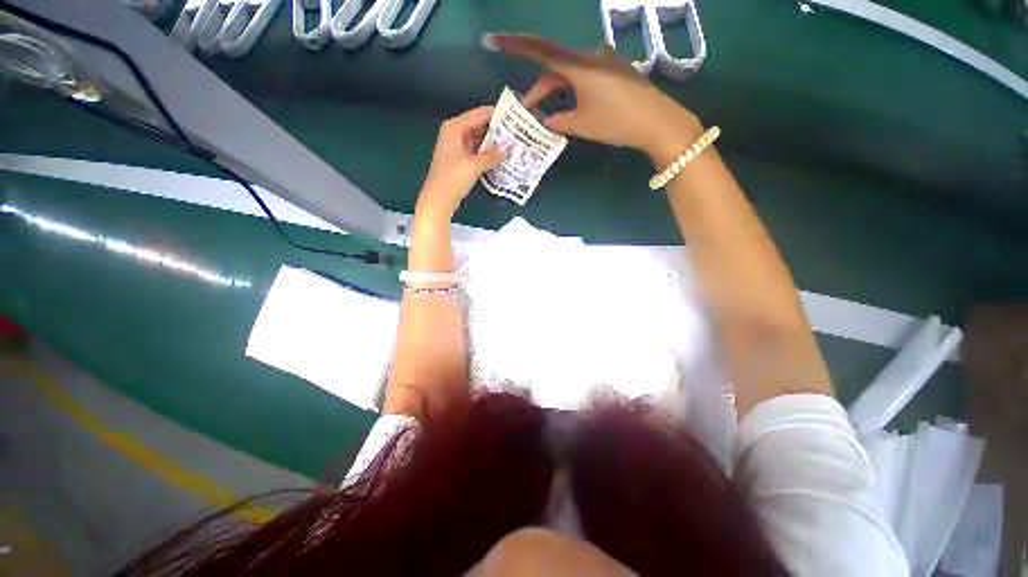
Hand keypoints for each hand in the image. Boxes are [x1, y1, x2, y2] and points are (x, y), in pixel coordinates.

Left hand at [417, 106, 505, 218]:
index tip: (515, 118)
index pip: (480, 113)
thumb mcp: (474, 165)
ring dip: (493, 143)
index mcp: (455, 127)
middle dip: (497, 130)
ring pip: (478, 139)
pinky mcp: (459, 159)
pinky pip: (476, 151)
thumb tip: (510, 146)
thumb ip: (493, 154)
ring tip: (512, 144)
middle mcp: (455, 133)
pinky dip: (486, 153)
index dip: (497, 114)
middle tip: (517, 133)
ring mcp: (456, 147)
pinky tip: (500, 157)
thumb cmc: (453, 178)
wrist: (438, 199)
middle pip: (479, 125)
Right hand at [489, 33, 704, 165]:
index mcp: (579, 65)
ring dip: (556, 91)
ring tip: (547, 114)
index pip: (540, 50)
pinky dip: (573, 90)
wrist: (658, 123)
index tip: (495, 40)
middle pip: (555, 66)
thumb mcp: (583, 125)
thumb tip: (546, 122)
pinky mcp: (615, 72)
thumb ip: (560, 122)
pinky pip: (586, 76)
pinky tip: (572, 106)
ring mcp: (605, 62)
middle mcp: (591, 56)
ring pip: (570, 73)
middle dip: (539, 88)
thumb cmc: (616, 122)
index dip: (516, 45)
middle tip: (526, 110)